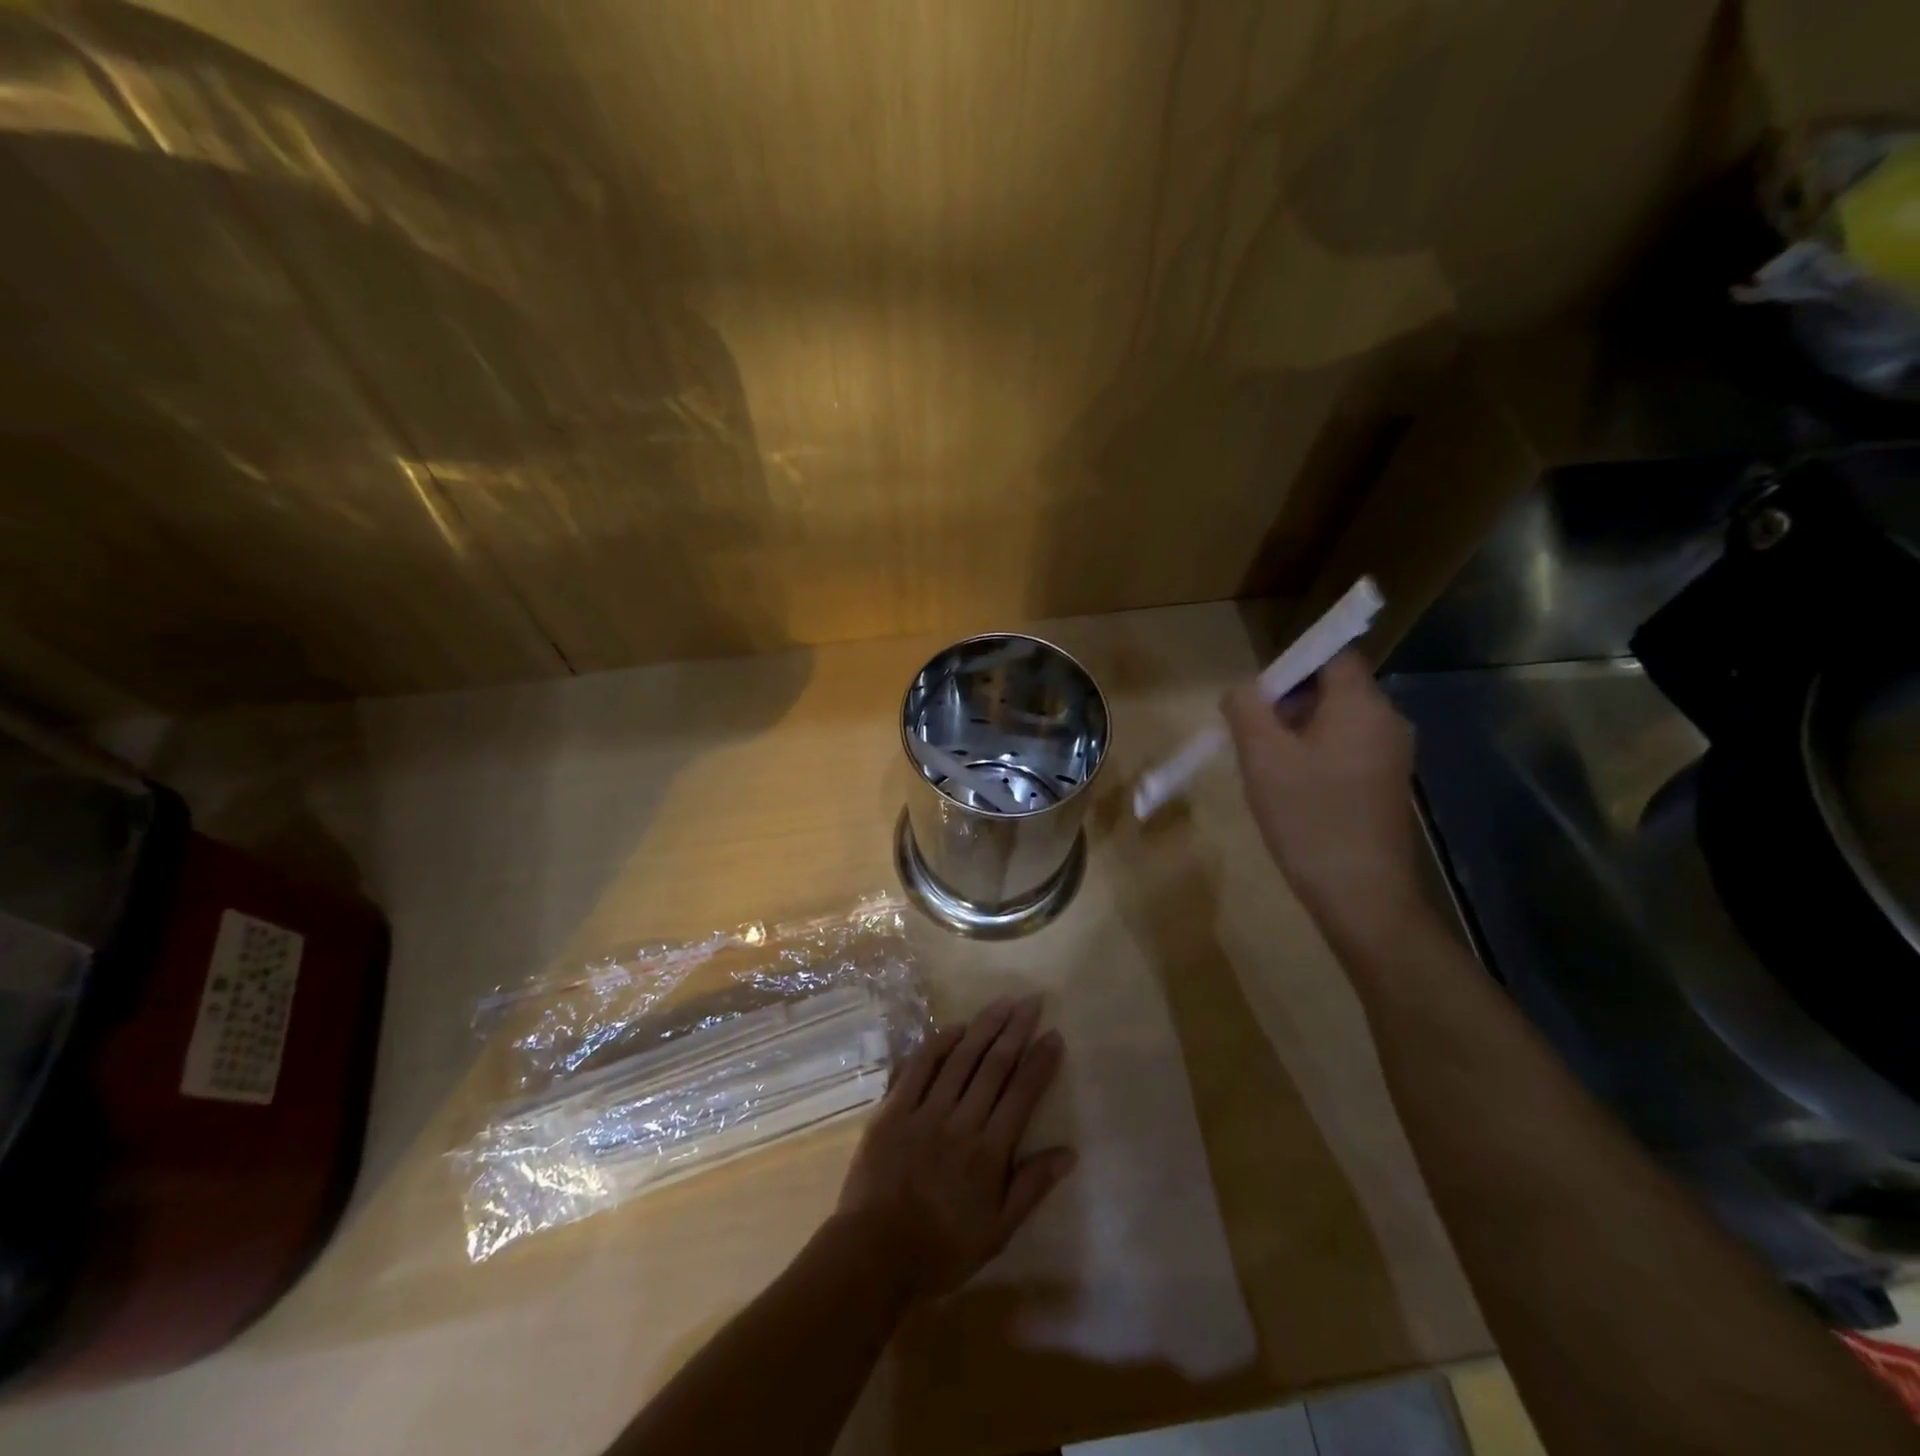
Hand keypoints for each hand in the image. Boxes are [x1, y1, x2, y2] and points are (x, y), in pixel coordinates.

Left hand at [836, 995, 1073, 1304]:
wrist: (874, 1255)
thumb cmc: (942, 1249)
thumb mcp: (998, 1231)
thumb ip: (1032, 1187)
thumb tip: (1069, 1152)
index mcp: (989, 1153)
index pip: (1022, 1094)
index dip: (1040, 1062)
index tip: (1054, 1034)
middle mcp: (961, 1123)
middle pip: (994, 1066)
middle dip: (1016, 1030)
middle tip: (1032, 1001)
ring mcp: (924, 1112)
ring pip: (960, 1059)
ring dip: (984, 1027)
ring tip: (1002, 1003)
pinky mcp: (893, 1109)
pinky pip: (918, 1067)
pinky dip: (938, 1044)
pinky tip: (955, 1027)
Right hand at [1222, 650, 1421, 934]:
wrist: (1361, 893)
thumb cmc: (1309, 816)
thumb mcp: (1262, 758)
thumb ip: (1247, 710)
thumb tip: (1243, 690)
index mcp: (1361, 705)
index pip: (1334, 655)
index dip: (1293, 663)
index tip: (1260, 695)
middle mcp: (1387, 721)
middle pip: (1334, 688)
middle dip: (1289, 702)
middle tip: (1253, 735)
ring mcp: (1392, 755)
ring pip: (1338, 721)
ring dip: (1299, 731)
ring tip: (1267, 766)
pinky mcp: (1387, 784)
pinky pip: (1347, 749)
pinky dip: (1317, 754)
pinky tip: (1293, 789)